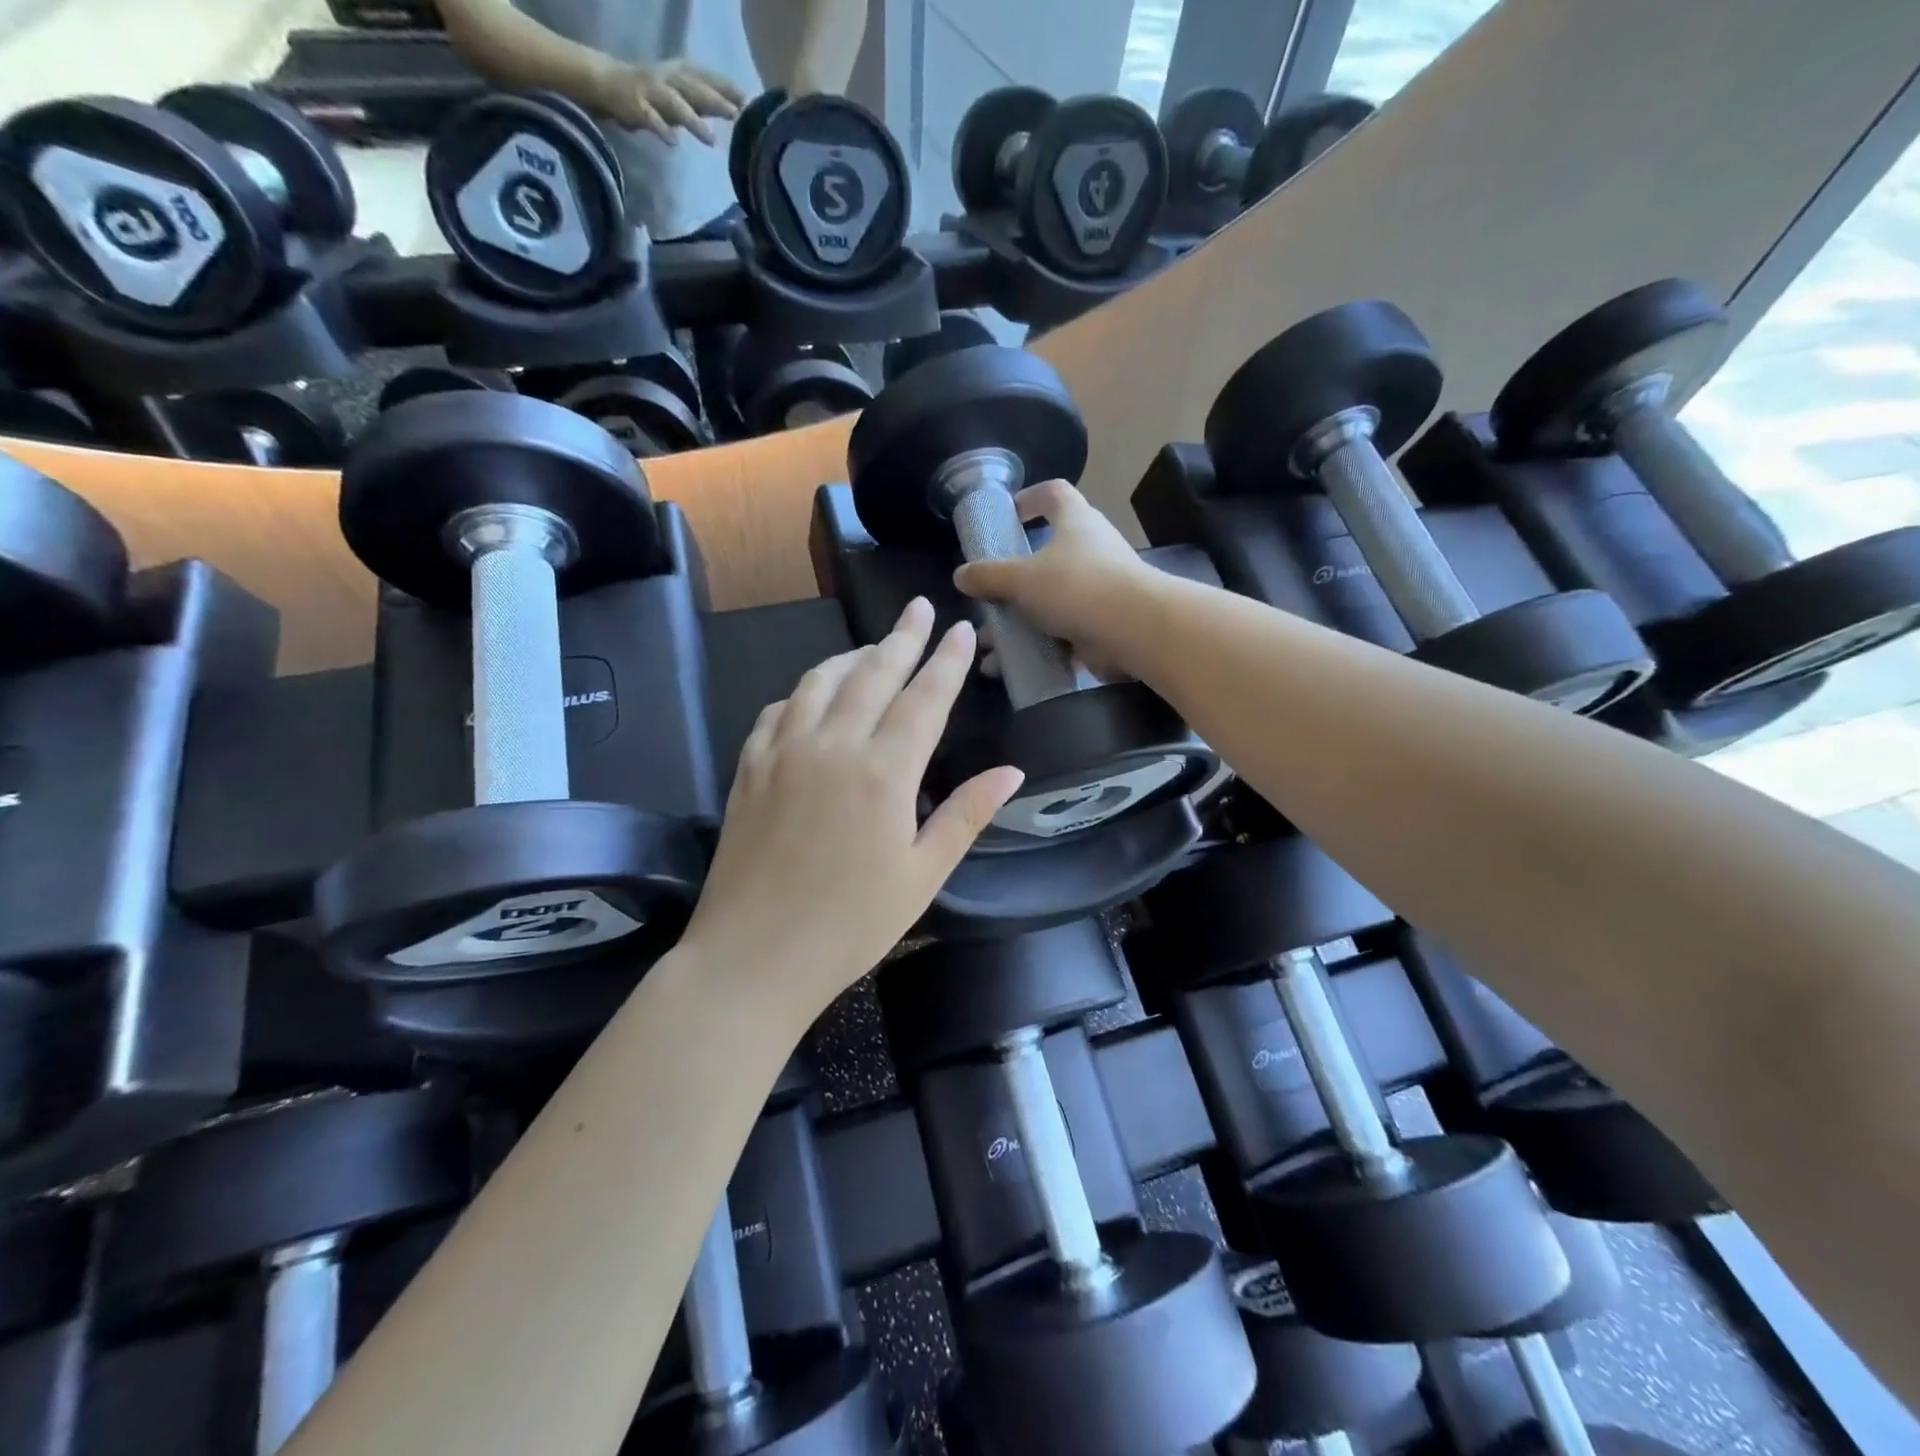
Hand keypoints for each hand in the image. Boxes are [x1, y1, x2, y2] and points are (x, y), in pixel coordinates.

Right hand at [593, 60, 744, 144]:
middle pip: (694, 88)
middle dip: (715, 100)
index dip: (726, 86)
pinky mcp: (636, 106)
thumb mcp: (681, 94)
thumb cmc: (653, 94)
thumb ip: (704, 103)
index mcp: (679, 72)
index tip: (748, 100)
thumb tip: (735, 110)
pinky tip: (673, 143)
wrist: (608, 83)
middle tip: (735, 114)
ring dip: (694, 121)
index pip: (707, 76)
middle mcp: (667, 78)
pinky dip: (662, 130)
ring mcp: (651, 91)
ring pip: (675, 104)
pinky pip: (651, 119)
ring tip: (711, 141)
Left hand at [681, 600, 1022, 1016]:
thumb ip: (965, 815)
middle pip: (872, 673)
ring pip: (821, 682)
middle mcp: (833, 745)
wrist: (753, 956)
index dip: (946, 660)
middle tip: (920, 608)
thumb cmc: (851, 925)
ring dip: (851, 656)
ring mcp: (784, 752)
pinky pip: (778, 710)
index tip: (961, 628)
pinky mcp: (749, 768)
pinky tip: (811, 695)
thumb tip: (1011, 771)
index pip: (924, 698)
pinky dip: (803, 691)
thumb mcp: (923, 875)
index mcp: (884, 772)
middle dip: (902, 637)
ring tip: (872, 647)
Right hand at [953, 480, 1158, 680]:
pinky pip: (1062, 634)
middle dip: (1012, 580)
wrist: (1134, 630)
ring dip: (1019, 623)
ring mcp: (1100, 589)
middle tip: (986, 598)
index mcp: (1075, 522)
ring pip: (1050, 602)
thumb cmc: (1076, 587)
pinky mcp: (1103, 624)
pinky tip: (1011, 668)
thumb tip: (960, 575)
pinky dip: (1037, 649)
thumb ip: (989, 576)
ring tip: (989, 646)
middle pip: (1046, 556)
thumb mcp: (1022, 579)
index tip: (1007, 515)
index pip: (1053, 494)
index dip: (1029, 498)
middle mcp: (1091, 550)